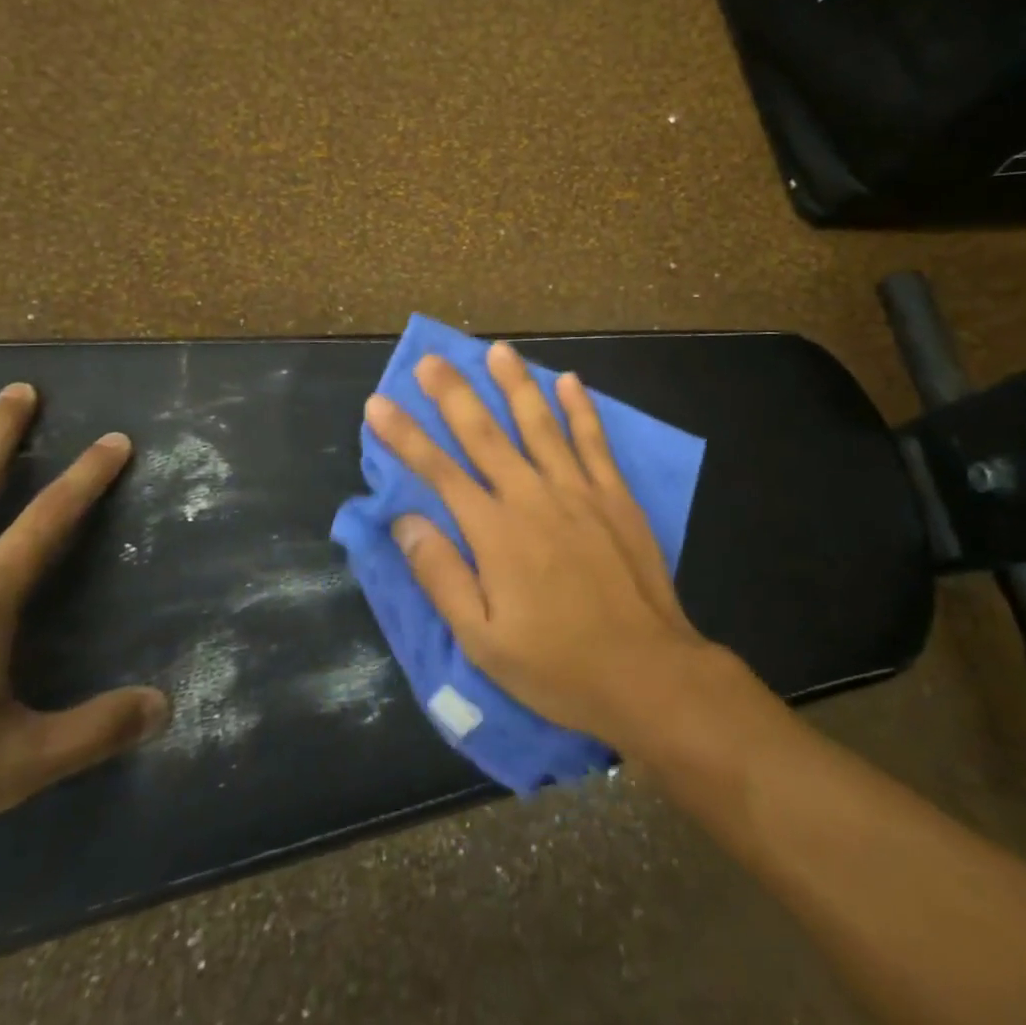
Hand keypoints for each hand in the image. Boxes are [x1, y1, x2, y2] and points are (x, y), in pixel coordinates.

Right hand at [365, 343, 716, 746]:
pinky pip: (593, 441)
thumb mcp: (483, 640)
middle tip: (430, 359)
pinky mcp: (615, 495)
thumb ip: (442, 576)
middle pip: (485, 434)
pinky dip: (581, 409)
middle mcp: (532, 497)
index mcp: (495, 533)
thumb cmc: (557, 665)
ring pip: (539, 424)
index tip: (378, 404)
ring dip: (515, 385)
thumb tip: (404, 521)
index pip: (438, 471)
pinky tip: (569, 380)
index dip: (405, 436)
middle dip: (453, 394)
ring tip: (496, 351)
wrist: (647, 673)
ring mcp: (578, 490)